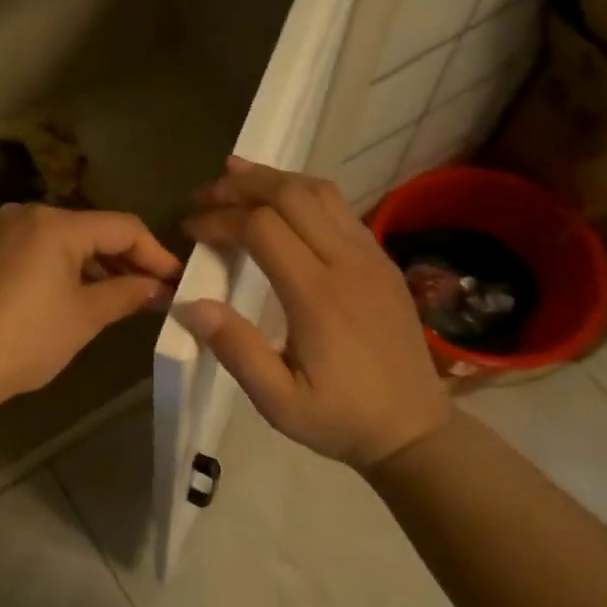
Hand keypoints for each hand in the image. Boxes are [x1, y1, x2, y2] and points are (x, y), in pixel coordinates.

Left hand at [0, 204, 181, 414]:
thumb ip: (128, 294)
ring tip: (126, 295)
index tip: (179, 281)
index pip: (123, 227)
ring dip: (97, 264)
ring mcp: (4, 231)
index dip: (156, 253)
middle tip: (157, 291)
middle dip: (127, 259)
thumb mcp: (84, 317)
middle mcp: (28, 214)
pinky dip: (67, 267)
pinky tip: (83, 292)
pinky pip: (41, 250)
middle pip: (93, 229)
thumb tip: (162, 288)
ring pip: (66, 240)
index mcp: (56, 223)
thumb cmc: (24, 339)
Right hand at [183, 158, 451, 472]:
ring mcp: (371, 256)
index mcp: (318, 296)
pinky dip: (301, 192)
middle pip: (290, 195)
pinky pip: (339, 207)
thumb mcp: (278, 401)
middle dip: (240, 186)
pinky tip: (280, 201)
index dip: (220, 220)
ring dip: (273, 179)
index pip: (261, 228)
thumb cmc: (340, 418)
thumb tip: (191, 304)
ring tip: (235, 177)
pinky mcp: (381, 260)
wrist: (415, 430)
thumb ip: (236, 349)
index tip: (191, 230)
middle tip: (203, 195)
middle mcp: (347, 263)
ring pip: (319, 191)